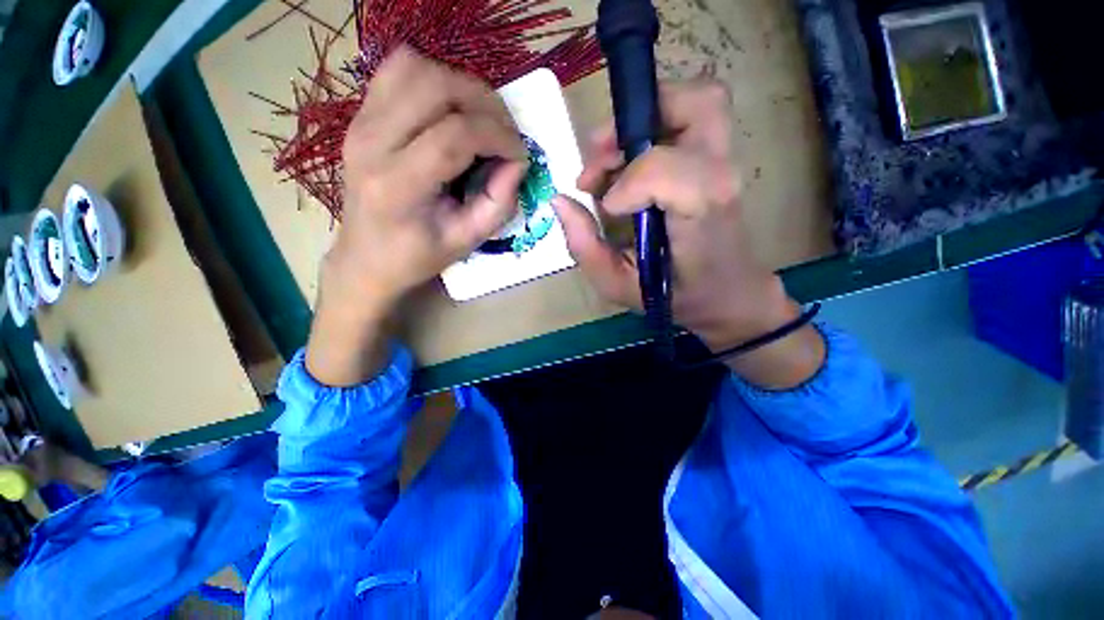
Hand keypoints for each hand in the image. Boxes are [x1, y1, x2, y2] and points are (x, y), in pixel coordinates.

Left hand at [307, 47, 527, 385]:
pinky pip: (392, 74)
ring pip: (412, 68)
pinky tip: (445, 111)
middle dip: (484, 102)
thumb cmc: (416, 262)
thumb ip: (496, 202)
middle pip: (436, 85)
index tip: (519, 154)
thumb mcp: (465, 242)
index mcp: (400, 183)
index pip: (458, 131)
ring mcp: (358, 126)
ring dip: (458, 85)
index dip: (500, 135)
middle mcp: (372, 143)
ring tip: (478, 118)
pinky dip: (428, 80)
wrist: (361, 265)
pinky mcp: (357, 121)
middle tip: (503, 132)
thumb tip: (513, 165)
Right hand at [554, 80, 823, 387]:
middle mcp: (720, 179)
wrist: (727, 295)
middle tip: (599, 156)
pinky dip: (655, 125)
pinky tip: (630, 162)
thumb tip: (560, 201)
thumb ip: (585, 247)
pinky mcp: (719, 162)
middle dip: (637, 119)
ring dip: (645, 117)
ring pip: (698, 101)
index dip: (626, 183)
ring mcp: (726, 165)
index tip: (605, 208)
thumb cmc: (674, 296)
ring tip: (610, 160)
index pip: (664, 170)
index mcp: (700, 215)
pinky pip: (693, 118)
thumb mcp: (618, 285)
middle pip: (697, 105)